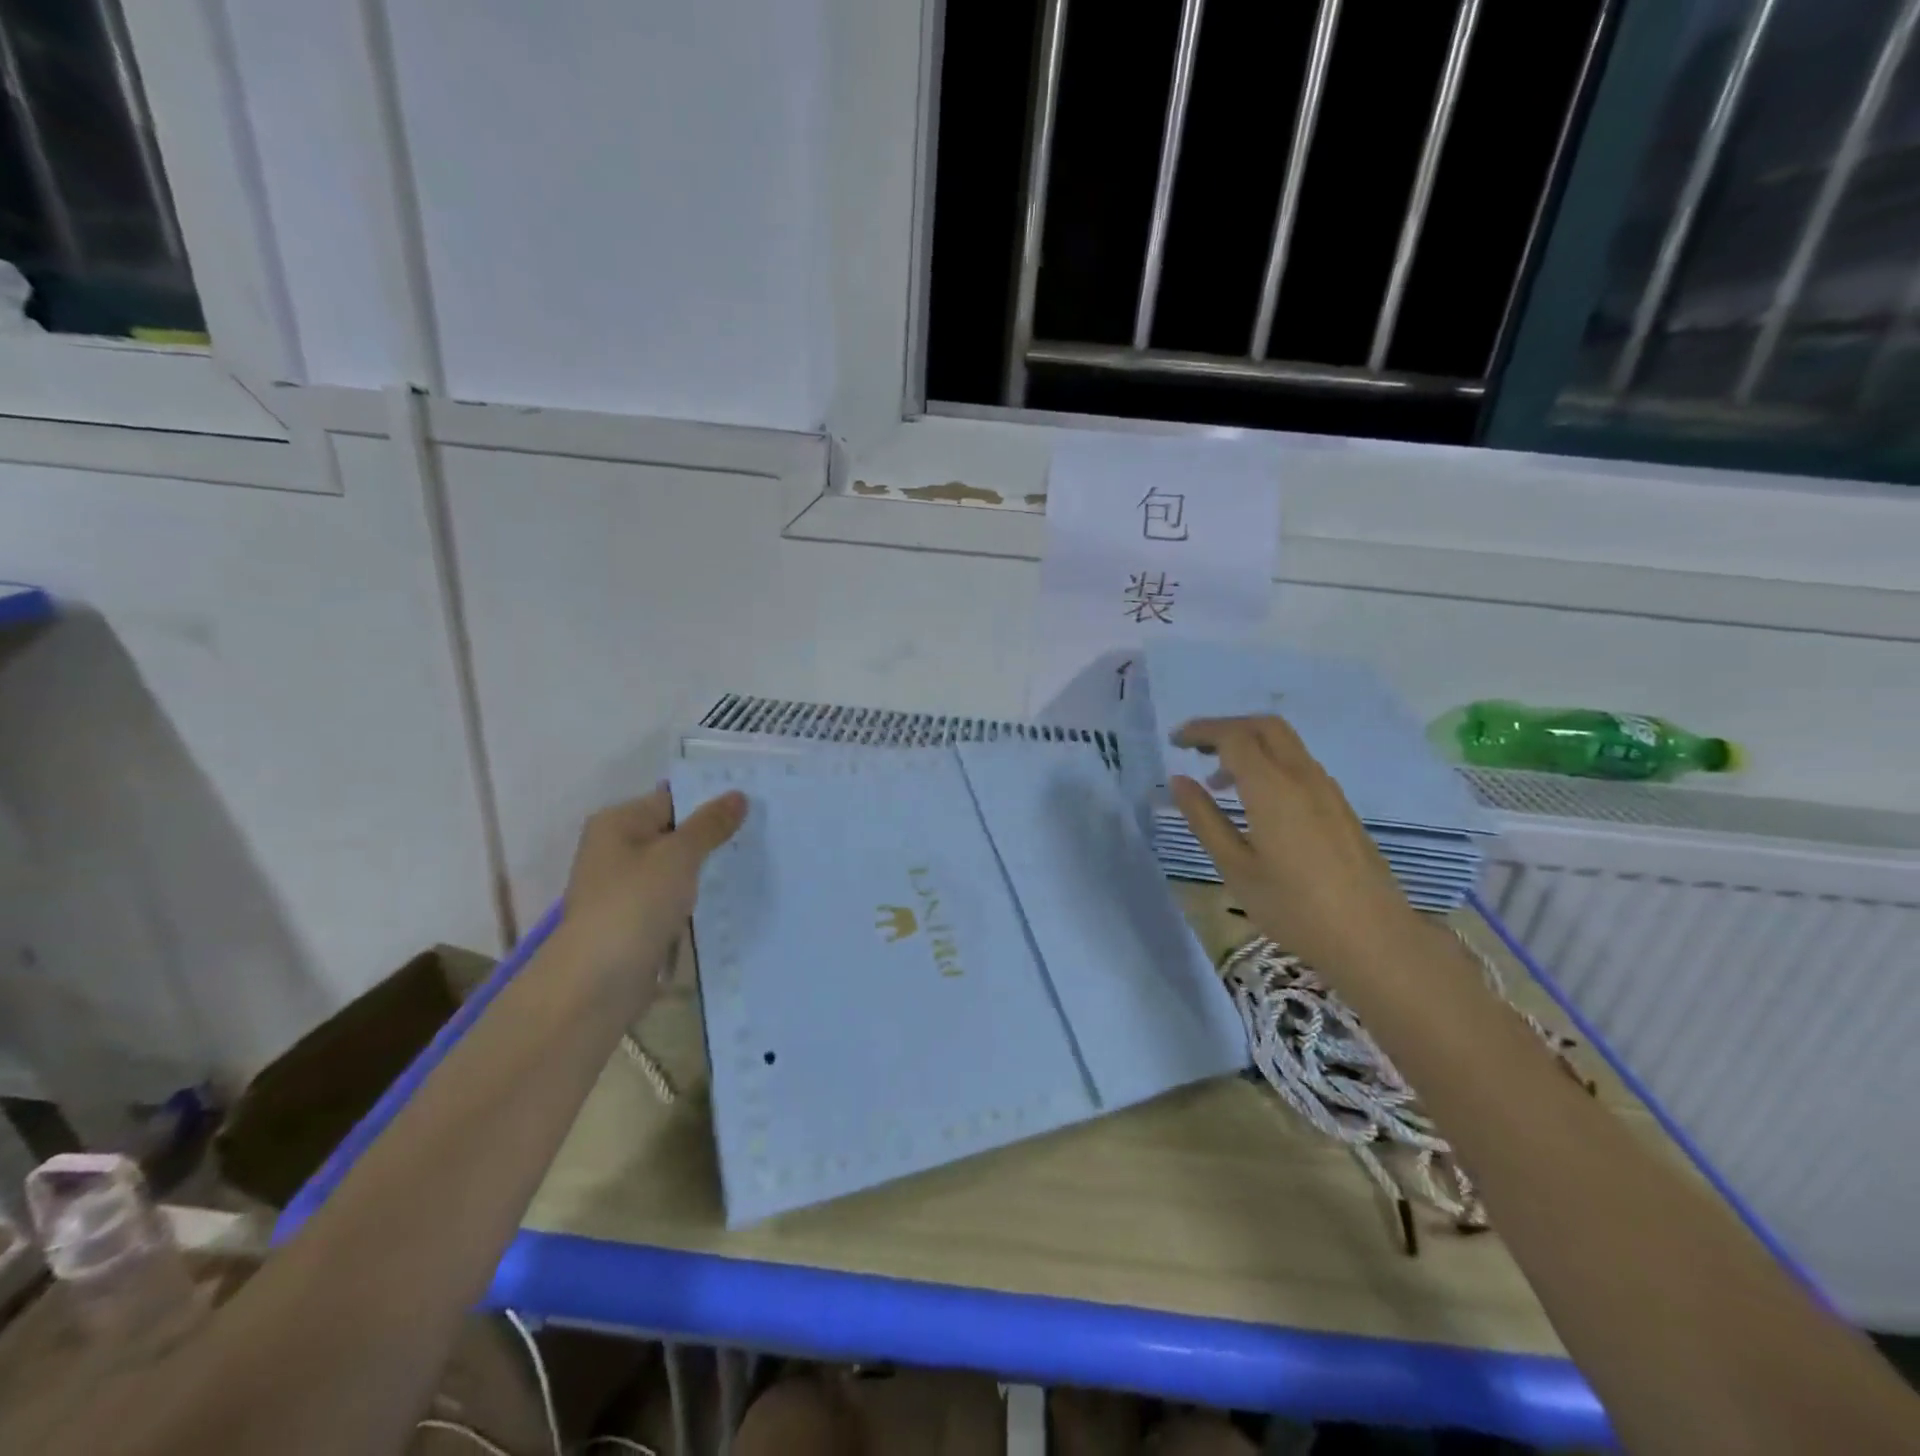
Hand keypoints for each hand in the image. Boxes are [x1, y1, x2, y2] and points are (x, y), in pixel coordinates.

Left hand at [556, 786, 746, 989]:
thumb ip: (710, 824)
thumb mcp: (678, 856)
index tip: (756, 804)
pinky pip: (676, 899)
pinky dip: (699, 899)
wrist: (597, 983)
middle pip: (676, 833)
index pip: (673, 799)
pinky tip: (734, 899)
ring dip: (710, 870)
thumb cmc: (634, 905)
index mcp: (618, 823)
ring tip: (758, 862)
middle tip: (764, 832)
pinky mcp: (638, 921)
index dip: (712, 800)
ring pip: (679, 869)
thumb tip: (738, 795)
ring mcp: (627, 888)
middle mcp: (618, 850)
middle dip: (716, 836)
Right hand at [1170, 715, 1426, 979]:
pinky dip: (1270, 764)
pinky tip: (1257, 802)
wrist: (1373, 937)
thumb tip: (1179, 781)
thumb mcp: (1235, 867)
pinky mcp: (1340, 806)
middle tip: (1196, 749)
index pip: (1233, 736)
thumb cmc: (1293, 907)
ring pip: (1285, 744)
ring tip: (1219, 783)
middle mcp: (1302, 777)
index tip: (1175, 742)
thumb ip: (1204, 819)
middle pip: (1264, 726)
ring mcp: (1327, 790)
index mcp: (1272, 788)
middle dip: (1227, 728)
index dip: (1201, 731)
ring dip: (1250, 746)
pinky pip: (1299, 765)